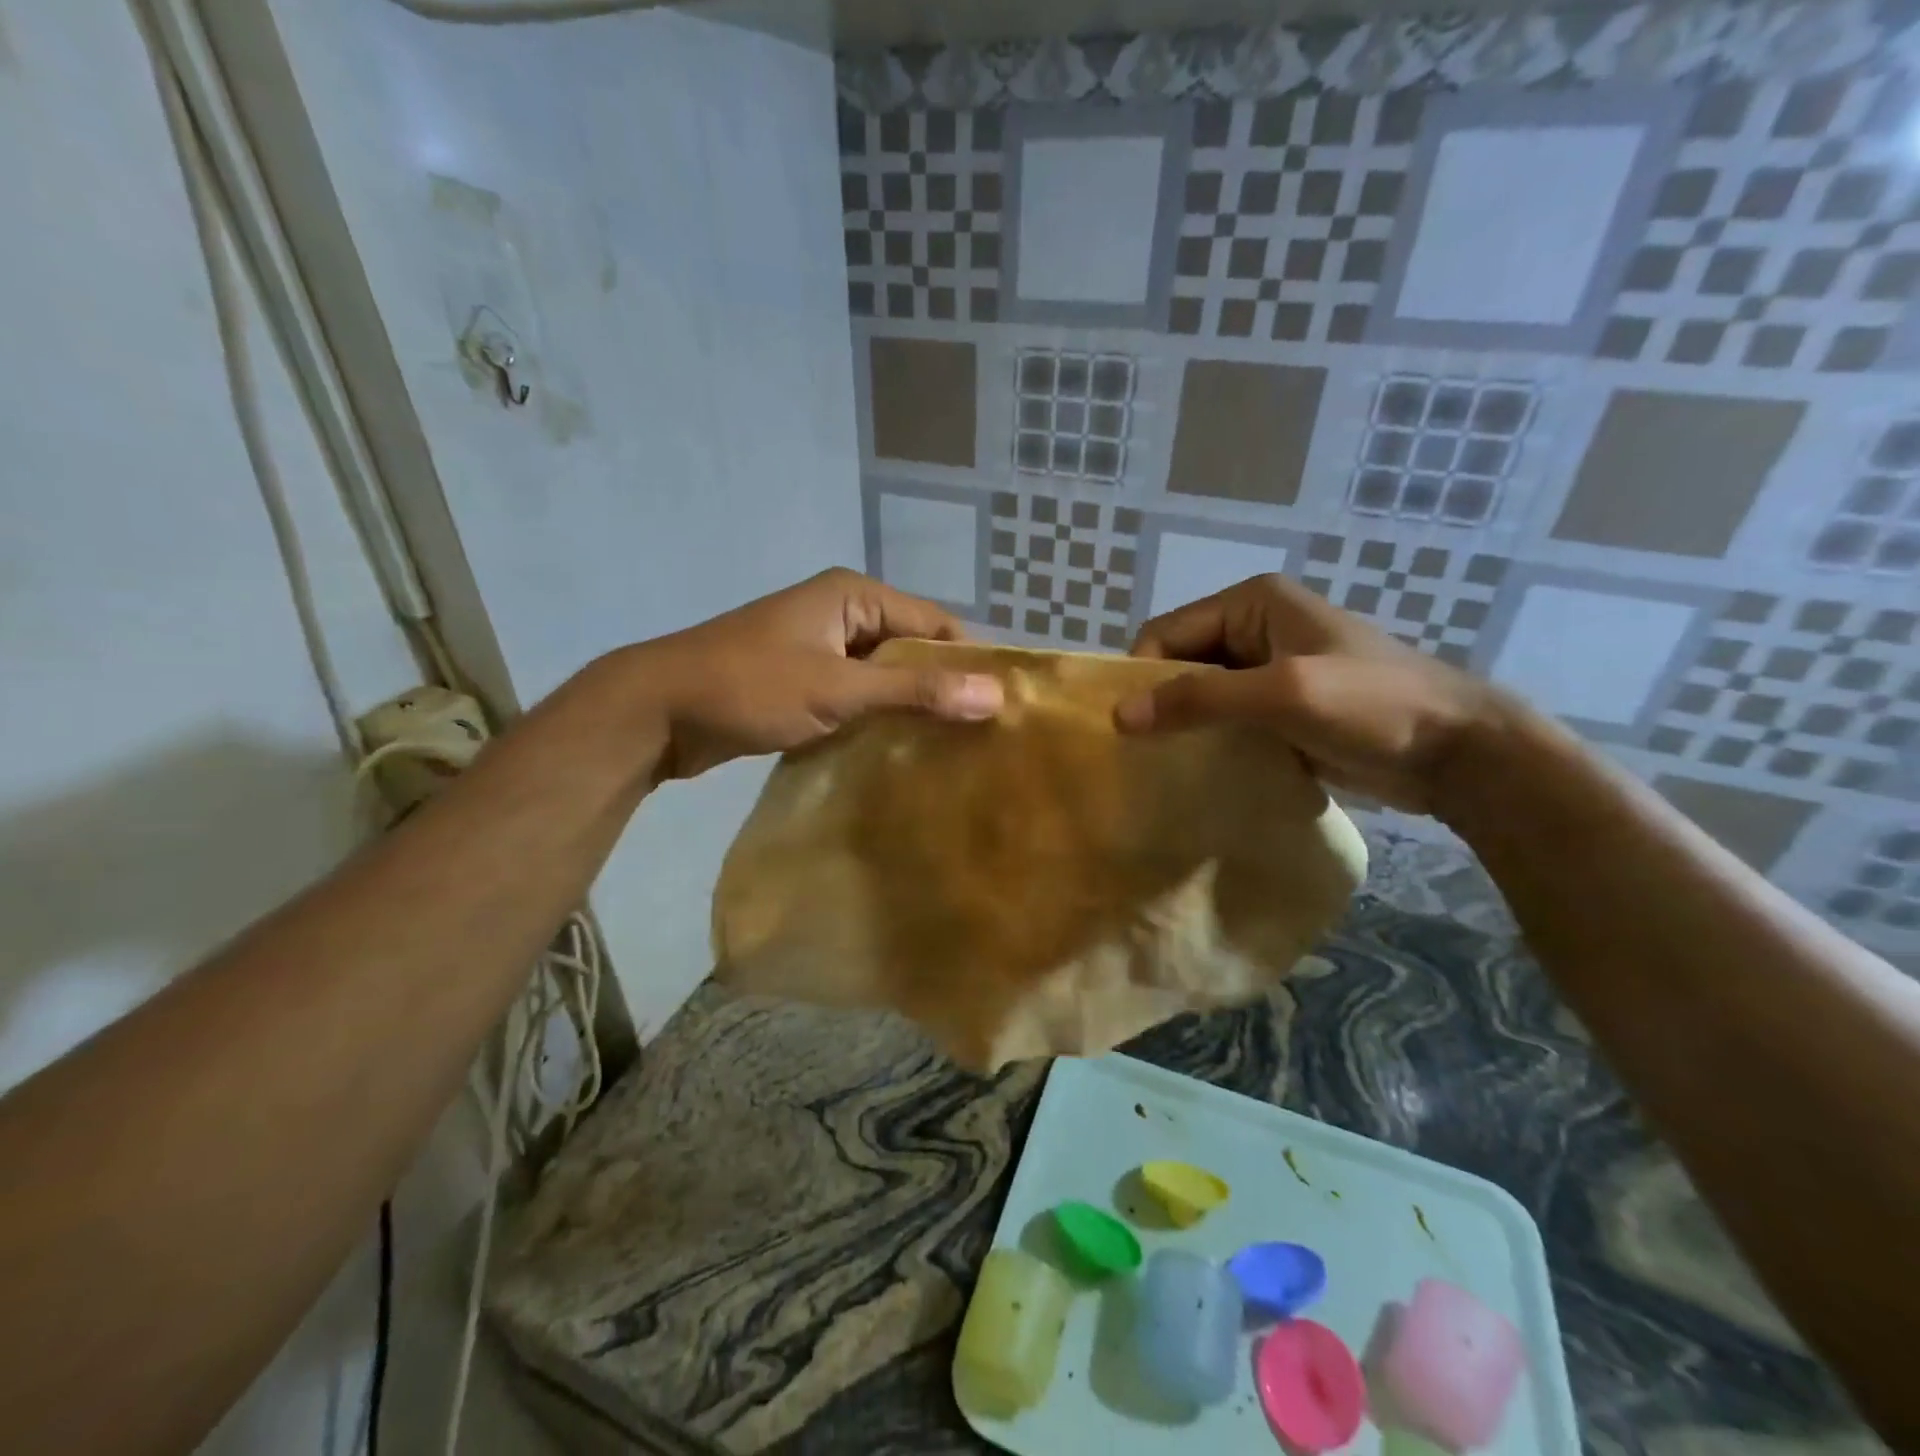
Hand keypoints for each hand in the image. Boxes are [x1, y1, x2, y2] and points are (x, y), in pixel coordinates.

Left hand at [623, 569, 1002, 780]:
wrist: (658, 711)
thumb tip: (995, 694)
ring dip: (910, 708)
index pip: (936, 625)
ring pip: (885, 677)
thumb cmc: (751, 687)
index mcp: (855, 595)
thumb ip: (916, 693)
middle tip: (982, 738)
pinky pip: (858, 696)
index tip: (1002, 709)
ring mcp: (822, 649)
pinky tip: (902, 754)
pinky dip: (878, 719)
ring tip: (952, 751)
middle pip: (912, 650)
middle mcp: (843, 614)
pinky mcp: (806, 682)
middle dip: (942, 689)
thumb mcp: (839, 689)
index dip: (970, 663)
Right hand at [1114, 574, 1511, 813]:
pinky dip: (1208, 742)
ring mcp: (1268, 670)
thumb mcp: (1282, 694)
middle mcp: (1253, 628)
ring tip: (1161, 766)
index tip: (1128, 727)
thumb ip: (1200, 700)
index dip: (1142, 675)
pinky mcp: (1279, 709)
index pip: (1166, 632)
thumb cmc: (1372, 705)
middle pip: (1181, 663)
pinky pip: (1225, 720)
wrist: (1457, 752)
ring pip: (1201, 695)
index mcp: (1251, 603)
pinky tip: (1196, 772)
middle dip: (1160, 702)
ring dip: (1182, 726)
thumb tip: (1119, 716)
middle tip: (1139, 752)